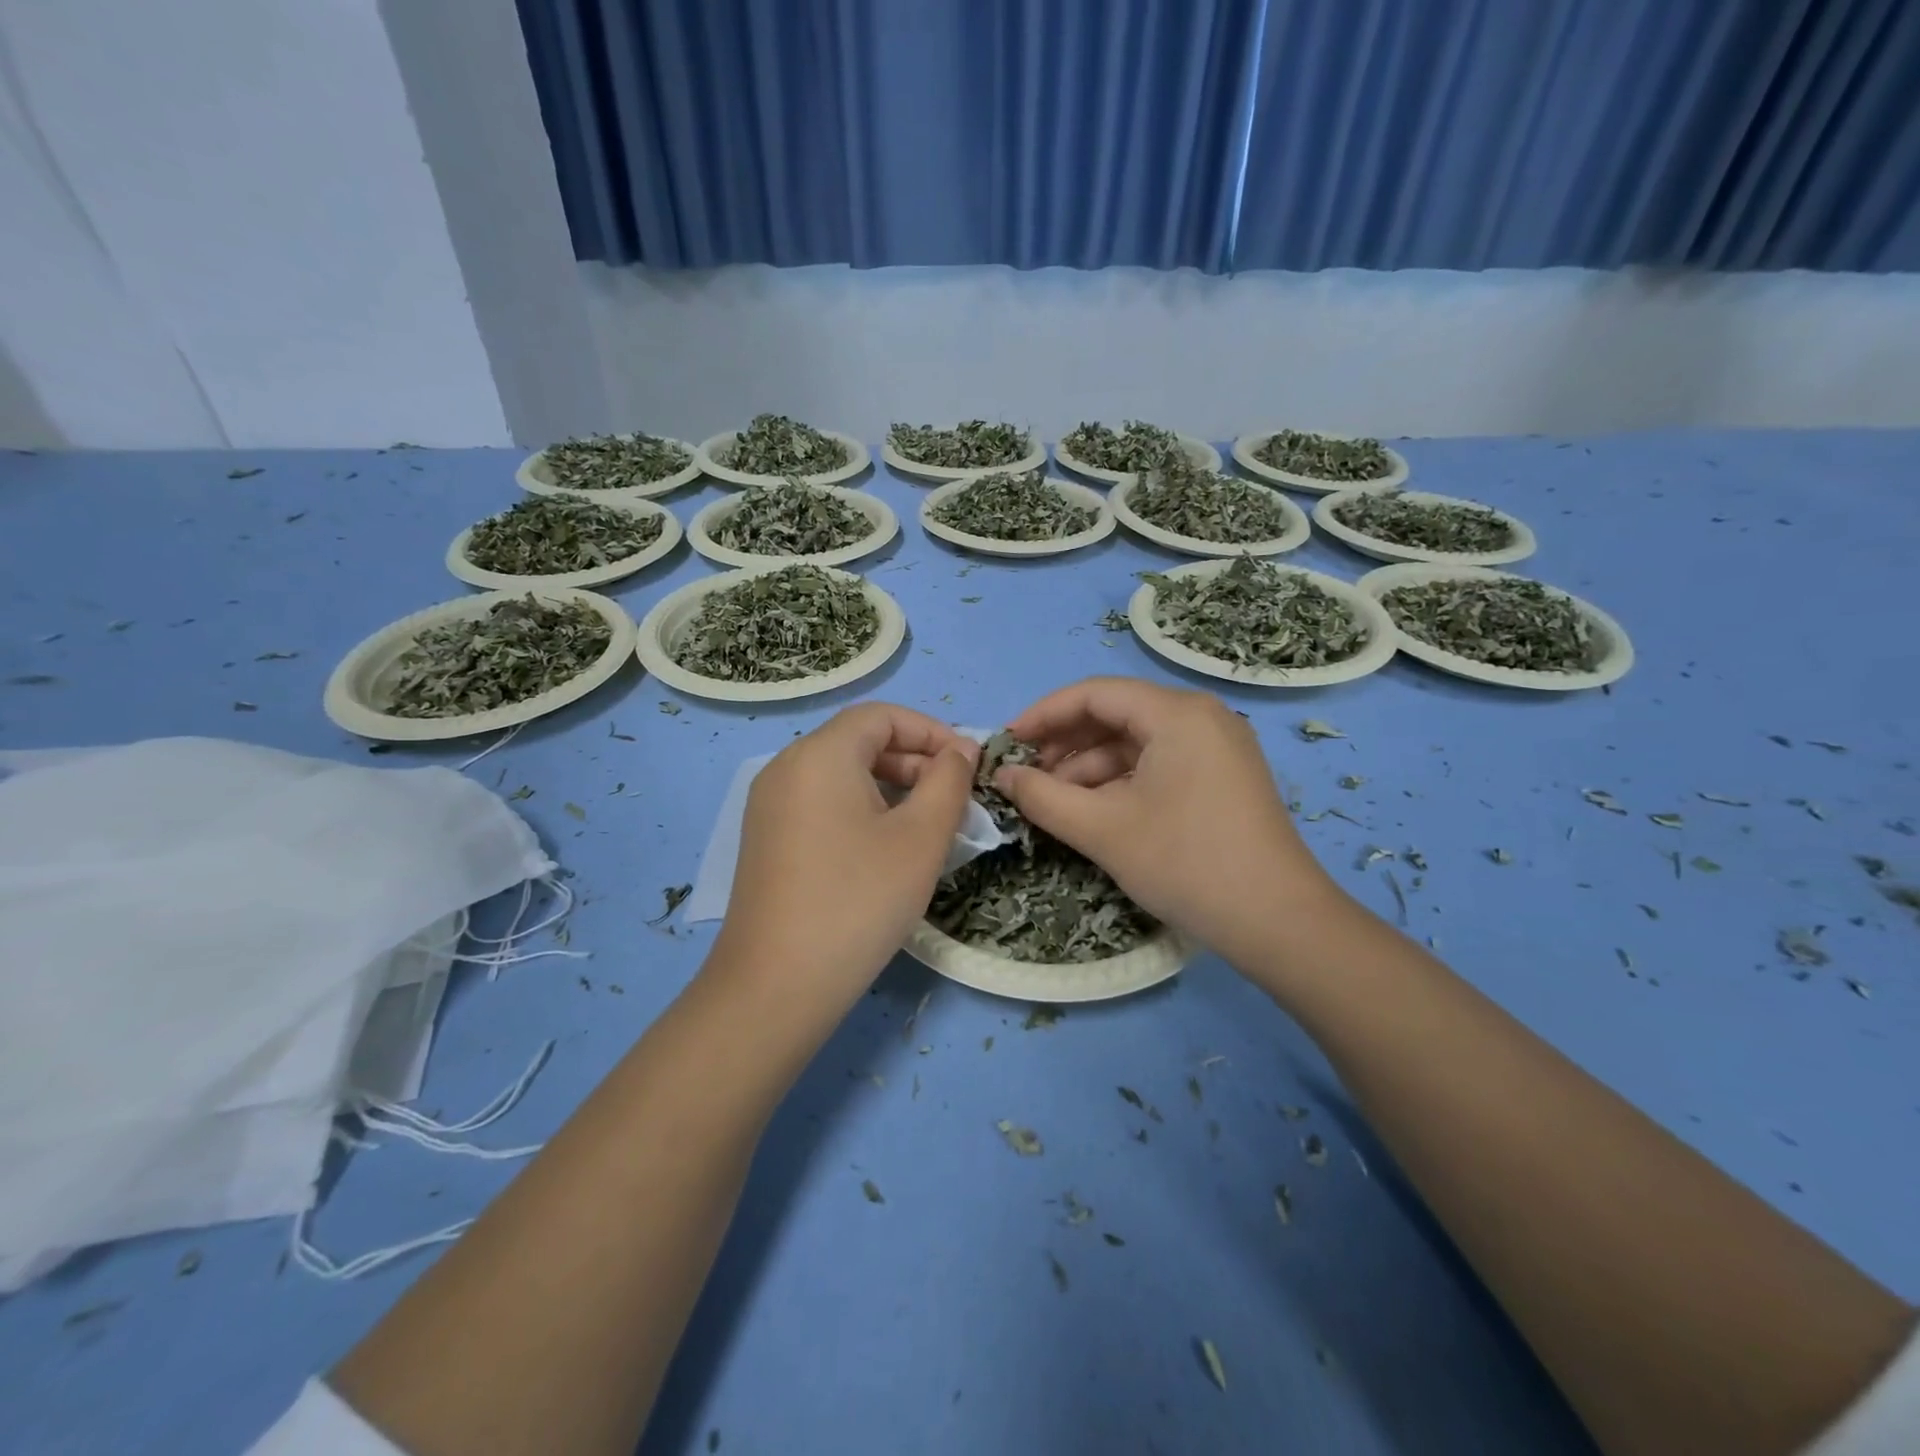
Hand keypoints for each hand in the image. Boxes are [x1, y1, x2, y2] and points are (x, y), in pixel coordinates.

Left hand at [711, 704, 978, 1014]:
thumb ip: (948, 781)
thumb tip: (959, 752)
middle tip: (954, 800)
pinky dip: (861, 809)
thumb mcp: (921, 838)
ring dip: (892, 787)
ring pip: (842, 774)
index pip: (882, 716)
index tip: (969, 766)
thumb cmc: (858, 901)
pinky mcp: (766, 839)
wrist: (775, 986)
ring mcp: (769, 805)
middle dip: (914, 761)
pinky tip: (886, 849)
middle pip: (860, 742)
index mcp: (820, 754)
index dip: (932, 731)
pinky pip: (822, 803)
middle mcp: (786, 767)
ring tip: (928, 826)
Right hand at [996, 677, 1341, 966]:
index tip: (1006, 744)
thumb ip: (1043, 797)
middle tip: (1025, 777)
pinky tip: (1092, 811)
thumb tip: (1000, 775)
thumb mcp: (1103, 829)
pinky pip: (1158, 764)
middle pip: (1116, 715)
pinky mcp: (1222, 777)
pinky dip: (1120, 782)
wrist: (1279, 923)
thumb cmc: (1186, 864)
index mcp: (1177, 713)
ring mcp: (1217, 748)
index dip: (1043, 715)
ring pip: (1135, 743)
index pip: (1094, 694)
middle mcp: (1201, 717)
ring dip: (1089, 768)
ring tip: (1052, 802)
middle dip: (1064, 745)